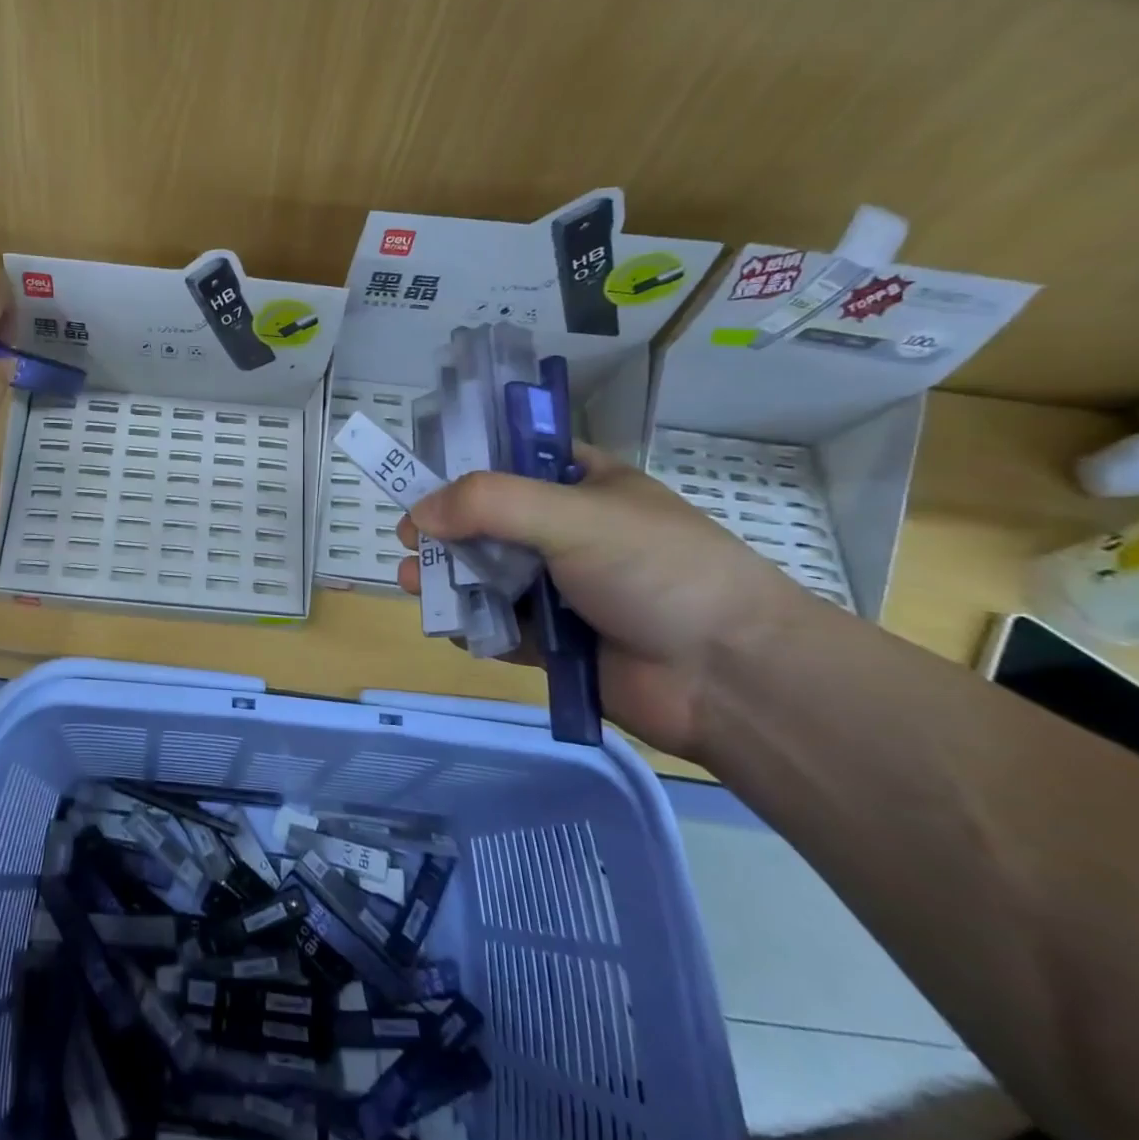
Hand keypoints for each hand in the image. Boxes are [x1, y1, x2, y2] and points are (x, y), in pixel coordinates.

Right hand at [396, 445, 810, 761]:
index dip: (464, 467)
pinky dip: (473, 625)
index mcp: (585, 486)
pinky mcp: (555, 644)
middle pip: (488, 522)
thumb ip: (489, 504)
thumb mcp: (573, 515)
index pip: (513, 460)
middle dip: (444, 531)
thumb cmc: (657, 571)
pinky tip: (452, 627)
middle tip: (407, 541)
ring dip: (448, 578)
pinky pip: (499, 627)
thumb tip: (418, 514)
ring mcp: (562, 590)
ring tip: (412, 583)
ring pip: (488, 576)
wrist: (731, 679)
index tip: (421, 481)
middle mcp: (569, 533)